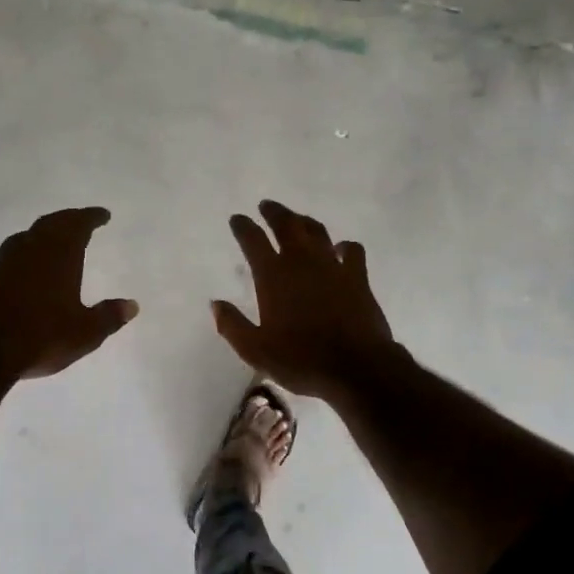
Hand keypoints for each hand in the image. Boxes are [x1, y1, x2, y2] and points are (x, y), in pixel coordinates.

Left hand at [0, 207, 138, 385]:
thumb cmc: (42, 336)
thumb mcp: (85, 332)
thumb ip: (108, 317)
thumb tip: (132, 306)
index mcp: (59, 254)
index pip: (78, 224)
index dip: (91, 217)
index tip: (102, 214)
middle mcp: (29, 251)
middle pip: (49, 225)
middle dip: (66, 220)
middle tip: (78, 221)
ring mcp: (0, 265)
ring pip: (22, 240)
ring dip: (38, 237)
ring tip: (48, 243)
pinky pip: (3, 264)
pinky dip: (16, 263)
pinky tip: (16, 276)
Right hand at [212, 200, 395, 400]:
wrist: (356, 367)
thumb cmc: (301, 360)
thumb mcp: (256, 351)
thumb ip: (232, 325)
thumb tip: (216, 304)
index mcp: (273, 276)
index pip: (253, 241)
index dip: (243, 227)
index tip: (237, 219)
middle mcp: (301, 262)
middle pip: (286, 225)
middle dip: (274, 213)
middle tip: (266, 206)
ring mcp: (332, 266)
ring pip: (316, 232)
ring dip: (303, 221)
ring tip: (297, 219)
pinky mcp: (358, 277)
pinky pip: (351, 250)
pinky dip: (344, 246)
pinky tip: (340, 248)